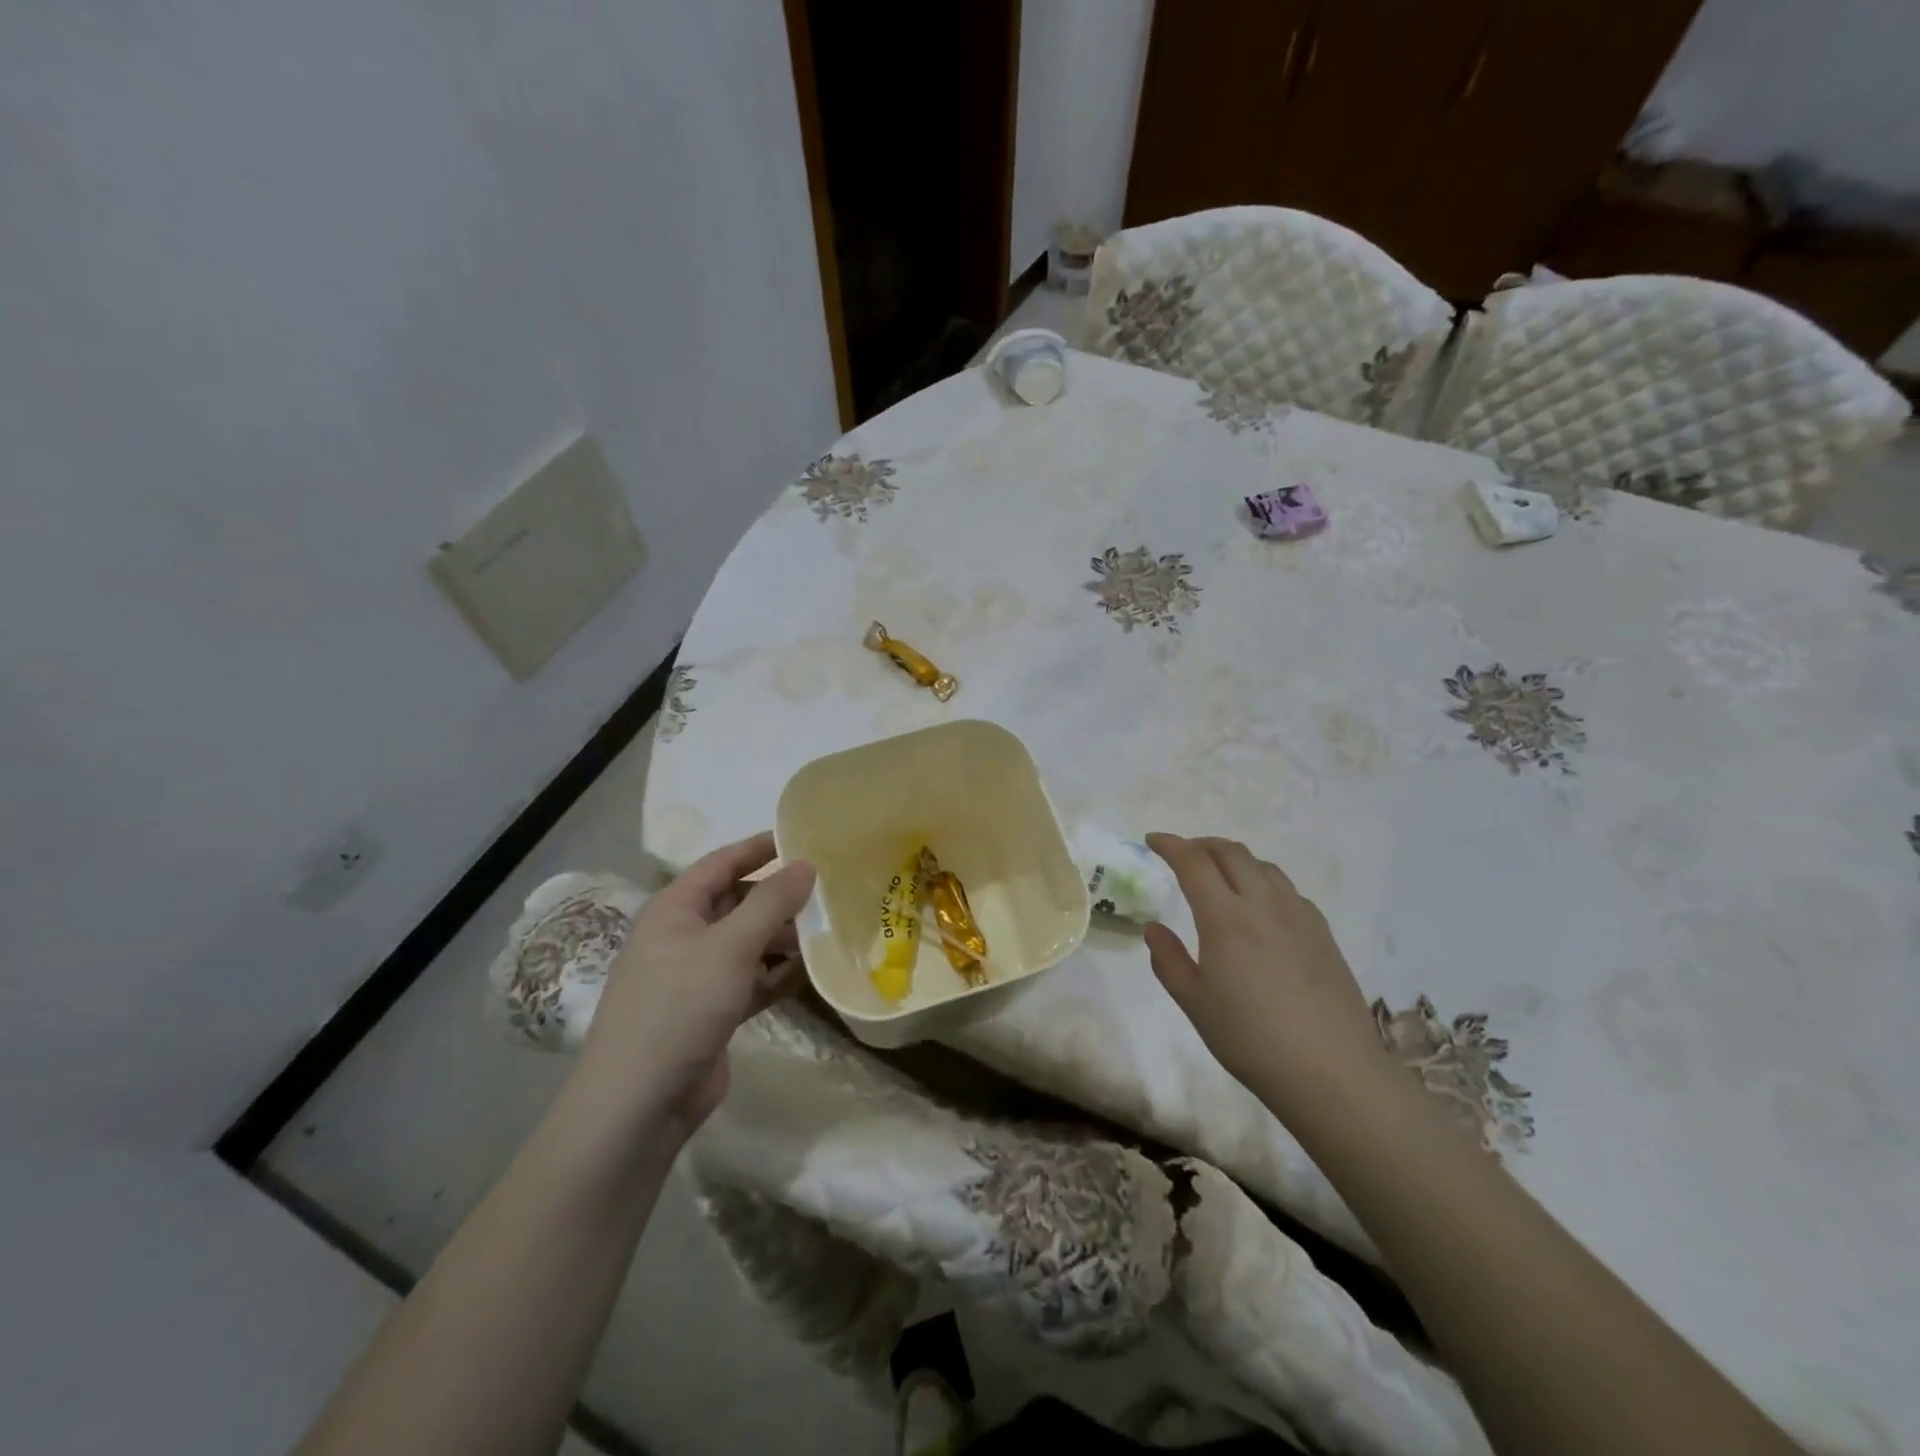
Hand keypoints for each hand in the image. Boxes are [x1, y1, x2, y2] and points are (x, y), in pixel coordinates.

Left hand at [576, 832, 815, 1138]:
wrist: (639, 1103)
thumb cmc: (679, 1006)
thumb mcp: (730, 946)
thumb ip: (771, 902)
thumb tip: (806, 864)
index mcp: (676, 908)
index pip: (724, 862)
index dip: (763, 847)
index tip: (807, 837)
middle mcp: (685, 934)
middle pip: (741, 901)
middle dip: (782, 896)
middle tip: (832, 888)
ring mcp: (699, 974)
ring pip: (751, 942)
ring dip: (786, 937)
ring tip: (833, 929)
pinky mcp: (713, 1009)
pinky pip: (754, 978)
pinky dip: (779, 973)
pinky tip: (815, 972)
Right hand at [1143, 834, 1389, 1115]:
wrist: (1331, 1070)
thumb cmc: (1251, 1038)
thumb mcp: (1195, 1003)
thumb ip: (1168, 960)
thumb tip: (1155, 929)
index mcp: (1225, 918)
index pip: (1193, 862)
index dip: (1170, 845)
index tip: (1152, 841)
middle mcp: (1262, 904)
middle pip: (1232, 853)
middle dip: (1202, 844)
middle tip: (1184, 854)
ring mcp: (1298, 915)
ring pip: (1263, 866)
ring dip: (1235, 859)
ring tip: (1221, 874)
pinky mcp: (1322, 932)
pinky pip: (1288, 890)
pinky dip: (1264, 882)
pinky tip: (1261, 907)